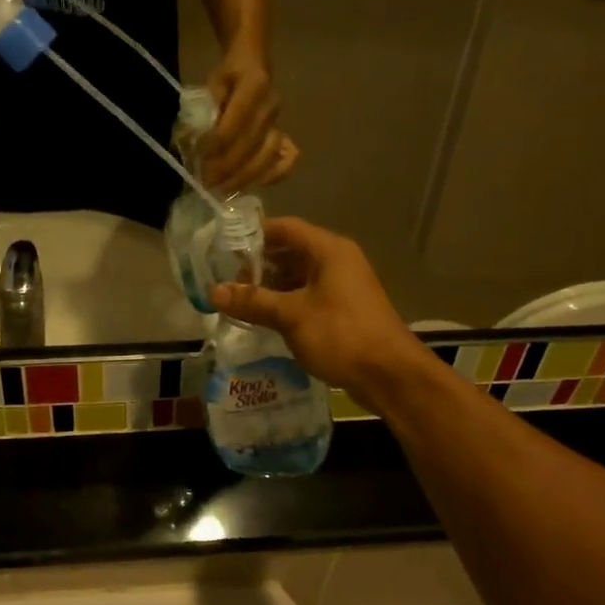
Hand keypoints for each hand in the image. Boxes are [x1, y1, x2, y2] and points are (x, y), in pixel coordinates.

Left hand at [203, 51, 294, 191]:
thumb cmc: (228, 76)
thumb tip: (196, 136)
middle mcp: (272, 105)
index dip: (217, 144)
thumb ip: (205, 107)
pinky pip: (286, 160)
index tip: (200, 159)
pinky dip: (273, 175)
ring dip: (244, 176)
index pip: (236, 122)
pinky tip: (255, 184)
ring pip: (267, 156)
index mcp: (255, 85)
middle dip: (227, 167)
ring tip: (223, 188)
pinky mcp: (284, 134)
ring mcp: (280, 122)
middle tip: (207, 181)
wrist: (253, 64)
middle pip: (251, 144)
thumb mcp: (211, 82)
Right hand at [209, 217, 434, 411]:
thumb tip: (213, 291)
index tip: (224, 249)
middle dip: (259, 265)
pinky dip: (286, 303)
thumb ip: (252, 301)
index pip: (285, 228)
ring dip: (271, 287)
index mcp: (329, 251)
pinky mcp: (344, 310)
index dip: (254, 235)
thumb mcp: (291, 316)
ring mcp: (343, 286)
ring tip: (239, 302)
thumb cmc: (341, 335)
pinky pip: (308, 297)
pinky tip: (264, 319)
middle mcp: (337, 261)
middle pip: (291, 251)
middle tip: (227, 281)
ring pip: (299, 277)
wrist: (390, 375)